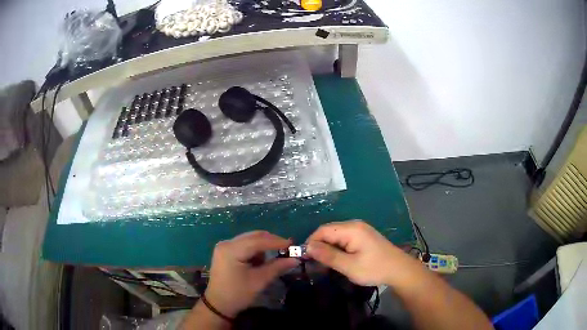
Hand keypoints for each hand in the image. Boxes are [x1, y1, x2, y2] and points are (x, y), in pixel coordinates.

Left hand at [204, 231, 299, 317]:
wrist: (218, 305)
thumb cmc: (238, 294)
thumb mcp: (259, 281)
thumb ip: (277, 267)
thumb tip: (295, 259)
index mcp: (232, 250)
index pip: (258, 240)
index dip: (276, 241)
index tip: (292, 244)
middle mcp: (226, 243)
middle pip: (253, 236)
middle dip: (271, 242)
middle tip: (287, 249)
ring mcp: (224, 246)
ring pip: (249, 240)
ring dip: (262, 247)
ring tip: (271, 260)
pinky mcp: (224, 251)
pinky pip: (244, 245)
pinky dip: (254, 250)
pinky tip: (258, 262)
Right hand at [306, 220, 417, 285]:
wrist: (399, 270)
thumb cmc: (374, 268)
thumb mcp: (349, 266)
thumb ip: (328, 256)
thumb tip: (308, 247)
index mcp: (351, 229)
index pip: (323, 230)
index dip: (311, 242)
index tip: (305, 258)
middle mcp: (354, 225)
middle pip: (328, 232)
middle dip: (319, 246)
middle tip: (314, 264)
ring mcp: (360, 230)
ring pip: (335, 236)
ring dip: (328, 249)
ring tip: (325, 265)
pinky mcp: (363, 237)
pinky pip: (344, 239)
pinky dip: (337, 249)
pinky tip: (337, 260)